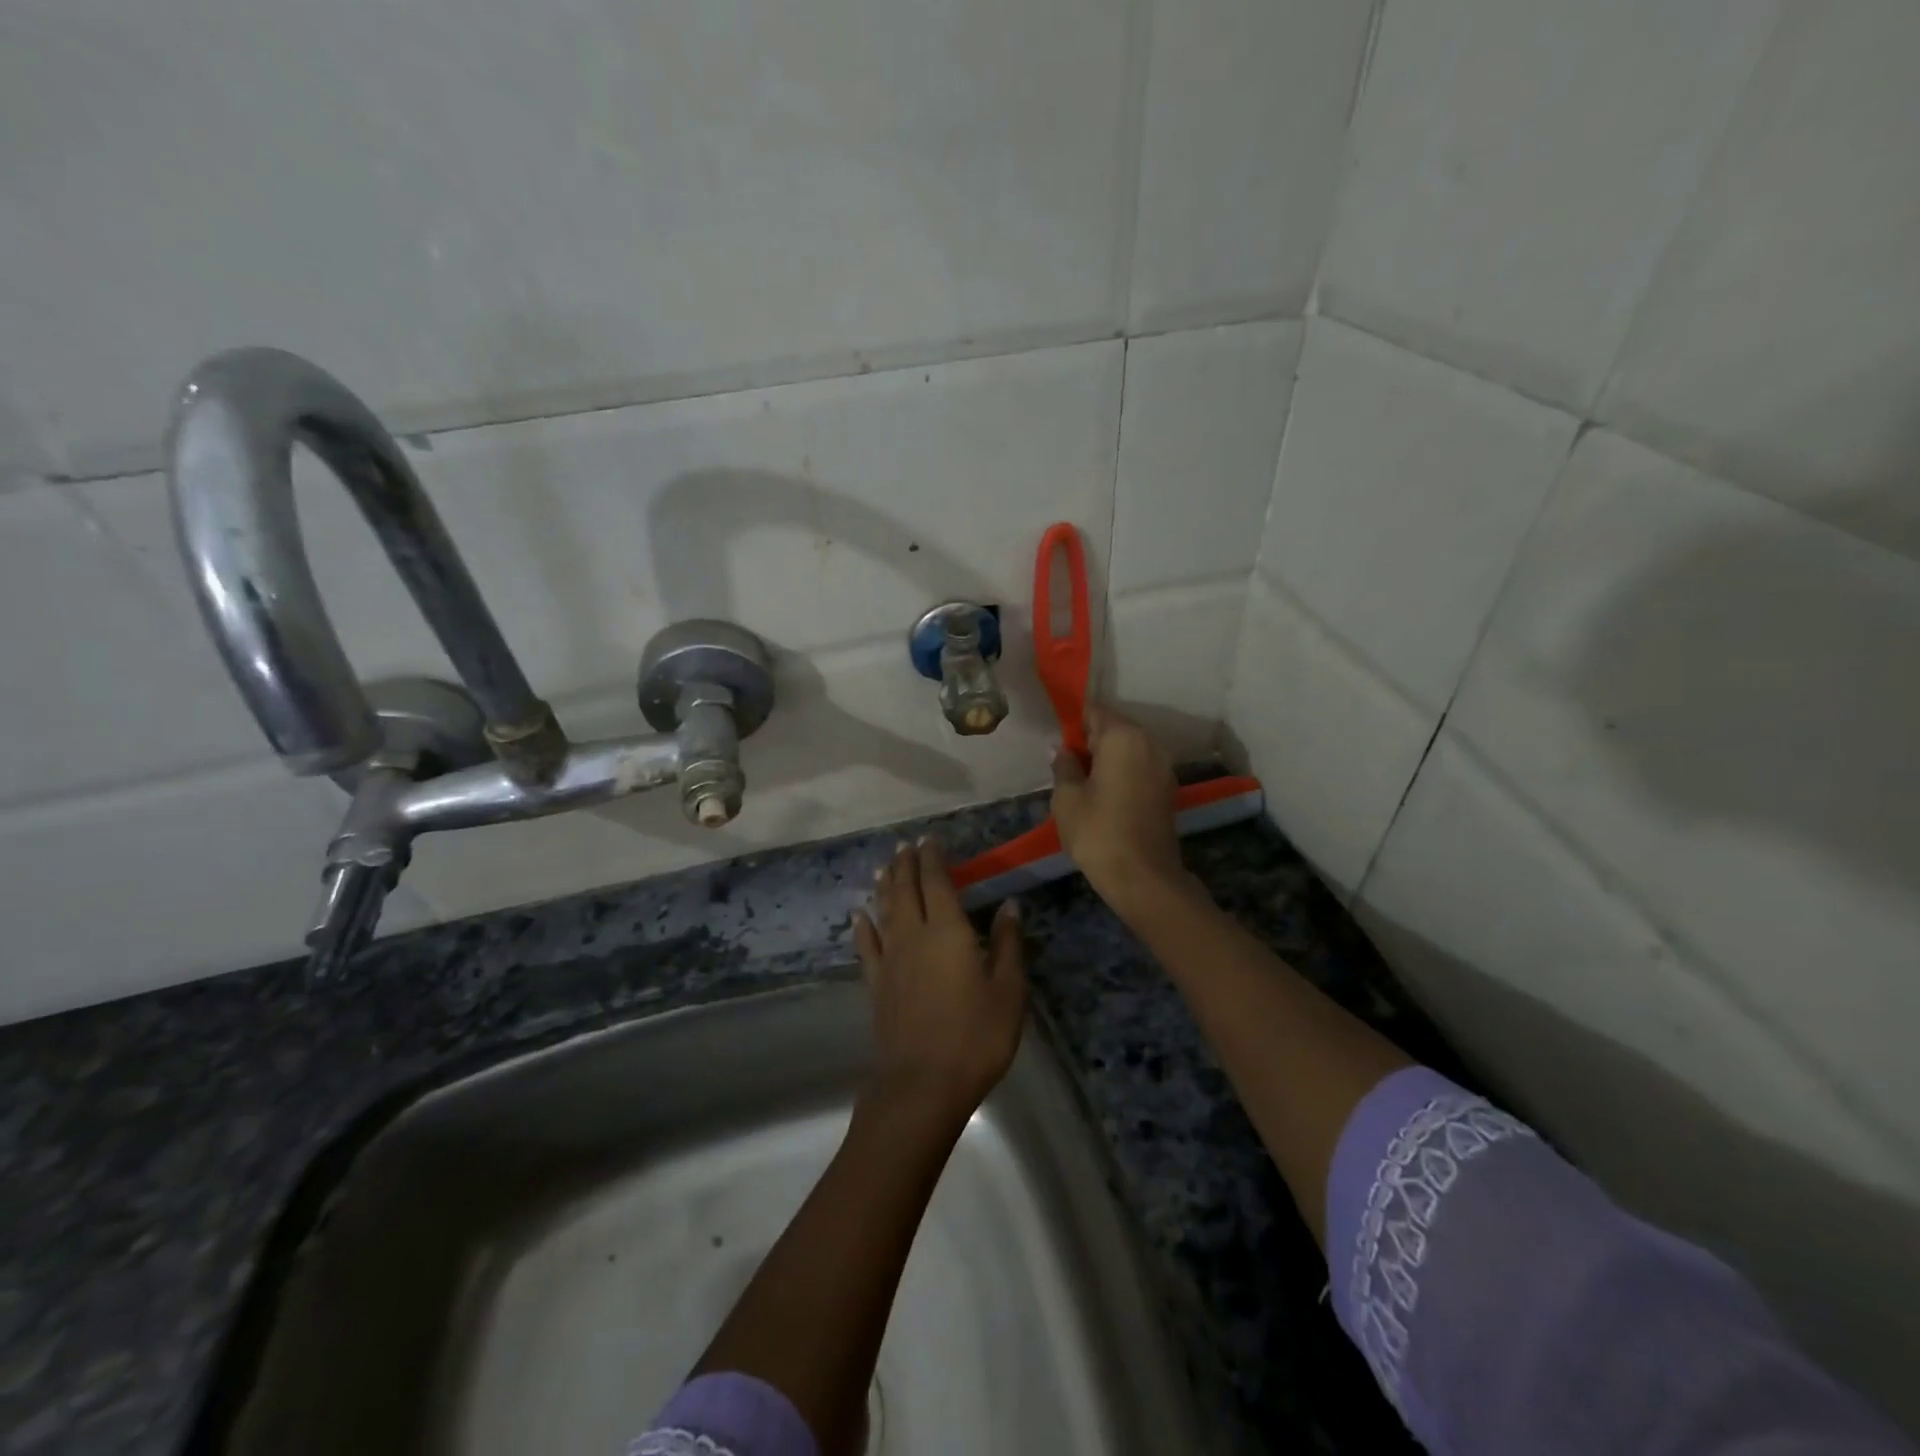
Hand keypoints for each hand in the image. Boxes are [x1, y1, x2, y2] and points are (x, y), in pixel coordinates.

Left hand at [853, 840, 1026, 1123]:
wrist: (923, 1084)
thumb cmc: (976, 1036)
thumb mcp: (1008, 990)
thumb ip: (1008, 944)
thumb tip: (1010, 905)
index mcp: (948, 931)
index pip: (937, 882)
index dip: (933, 858)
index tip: (930, 839)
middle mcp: (914, 935)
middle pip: (906, 890)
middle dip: (906, 864)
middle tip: (906, 845)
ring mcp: (891, 960)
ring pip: (885, 911)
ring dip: (885, 886)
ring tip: (885, 867)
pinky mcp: (877, 984)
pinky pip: (867, 946)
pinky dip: (863, 926)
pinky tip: (859, 915)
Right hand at [1051, 704, 1186, 912]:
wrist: (1144, 878)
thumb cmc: (1098, 833)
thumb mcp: (1067, 798)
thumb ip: (1064, 766)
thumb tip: (1062, 749)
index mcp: (1123, 737)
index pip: (1094, 711)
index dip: (1072, 723)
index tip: (1058, 743)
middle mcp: (1149, 743)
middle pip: (1114, 728)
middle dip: (1090, 741)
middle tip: (1067, 767)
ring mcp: (1163, 766)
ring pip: (1128, 749)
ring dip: (1106, 758)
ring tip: (1084, 784)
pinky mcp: (1168, 788)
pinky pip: (1139, 767)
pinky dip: (1122, 773)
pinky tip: (1105, 796)